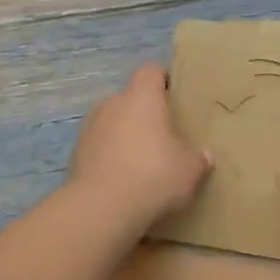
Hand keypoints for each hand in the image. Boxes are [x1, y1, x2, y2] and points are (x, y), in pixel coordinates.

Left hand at [65, 63, 211, 229]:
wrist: (100, 209)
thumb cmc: (153, 176)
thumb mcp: (190, 170)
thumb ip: (198, 158)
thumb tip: (203, 155)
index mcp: (141, 97)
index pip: (151, 71)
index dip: (163, 79)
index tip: (176, 95)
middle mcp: (111, 104)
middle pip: (130, 98)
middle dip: (145, 113)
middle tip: (164, 135)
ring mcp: (89, 128)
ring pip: (112, 123)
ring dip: (125, 136)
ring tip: (142, 161)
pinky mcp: (75, 154)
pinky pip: (99, 147)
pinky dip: (110, 157)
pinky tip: (123, 180)